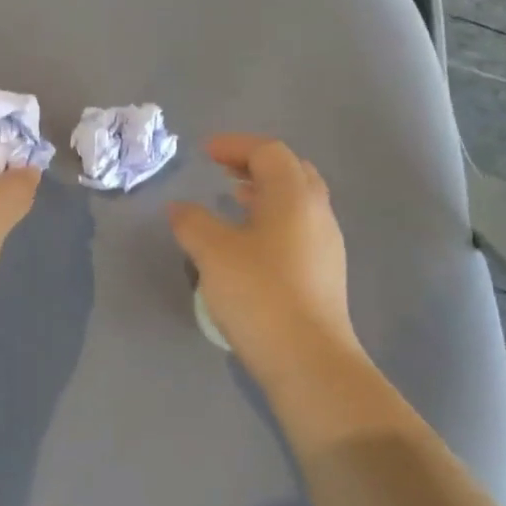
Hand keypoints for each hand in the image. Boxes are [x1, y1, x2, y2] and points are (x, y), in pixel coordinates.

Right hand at [167, 135, 360, 374]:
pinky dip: (272, 219)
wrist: (308, 360)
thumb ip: (193, 222)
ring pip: (297, 202)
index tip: (205, 152)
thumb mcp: (213, 253)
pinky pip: (298, 228)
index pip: (269, 152)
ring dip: (265, 193)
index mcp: (294, 196)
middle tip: (223, 170)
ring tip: (233, 200)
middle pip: (291, 171)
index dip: (235, 146)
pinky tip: (250, 241)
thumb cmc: (259, 294)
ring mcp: (326, 244)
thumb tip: (179, 208)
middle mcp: (317, 212)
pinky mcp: (324, 273)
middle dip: (255, 164)